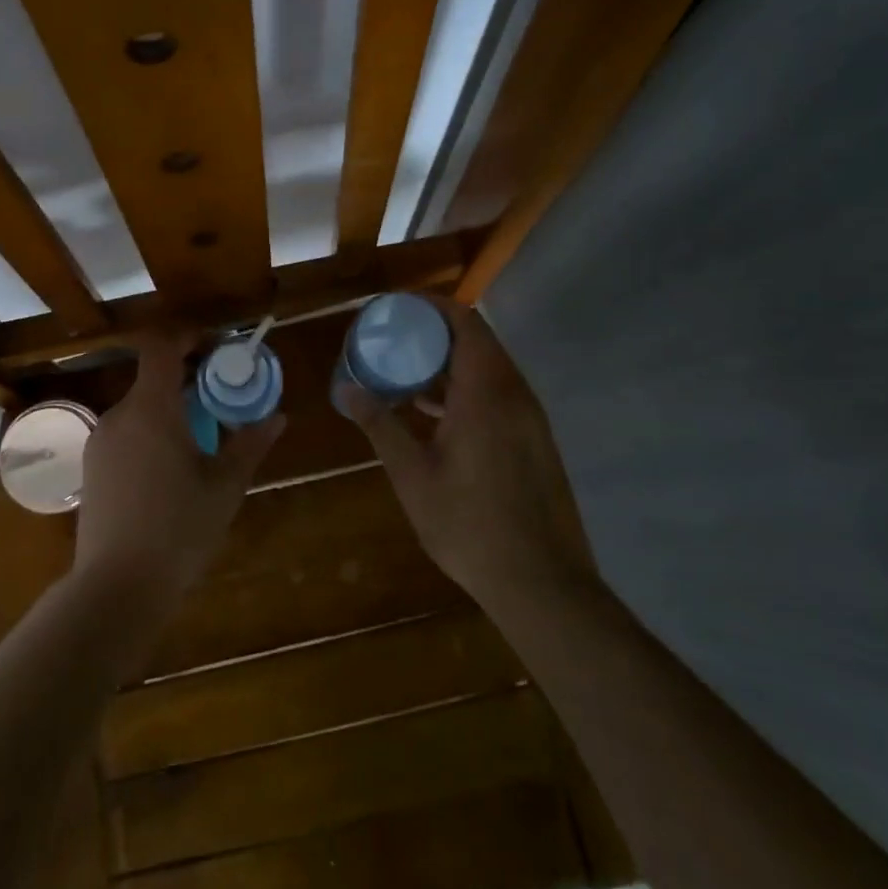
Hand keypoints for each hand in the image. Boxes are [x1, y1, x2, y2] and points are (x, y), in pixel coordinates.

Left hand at [75, 332, 284, 608]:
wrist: (116, 587)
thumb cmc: (178, 529)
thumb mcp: (225, 486)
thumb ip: (250, 445)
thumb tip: (277, 417)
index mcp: (151, 408)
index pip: (160, 346)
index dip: (187, 337)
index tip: (216, 348)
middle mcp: (119, 415)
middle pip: (152, 378)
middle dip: (187, 379)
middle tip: (221, 398)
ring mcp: (100, 442)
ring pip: (139, 408)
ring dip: (169, 409)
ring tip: (200, 438)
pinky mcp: (91, 468)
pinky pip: (126, 433)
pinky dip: (150, 433)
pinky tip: (171, 469)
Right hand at [340, 301, 593, 612]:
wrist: (541, 582)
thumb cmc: (469, 524)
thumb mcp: (413, 474)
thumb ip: (380, 425)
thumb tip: (345, 389)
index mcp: (485, 391)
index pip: (464, 322)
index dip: (432, 306)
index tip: (397, 308)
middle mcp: (514, 393)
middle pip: (477, 341)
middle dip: (435, 333)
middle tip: (394, 340)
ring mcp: (529, 417)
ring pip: (489, 369)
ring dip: (451, 364)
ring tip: (407, 374)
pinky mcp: (534, 439)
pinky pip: (499, 394)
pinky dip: (467, 389)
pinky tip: (436, 415)